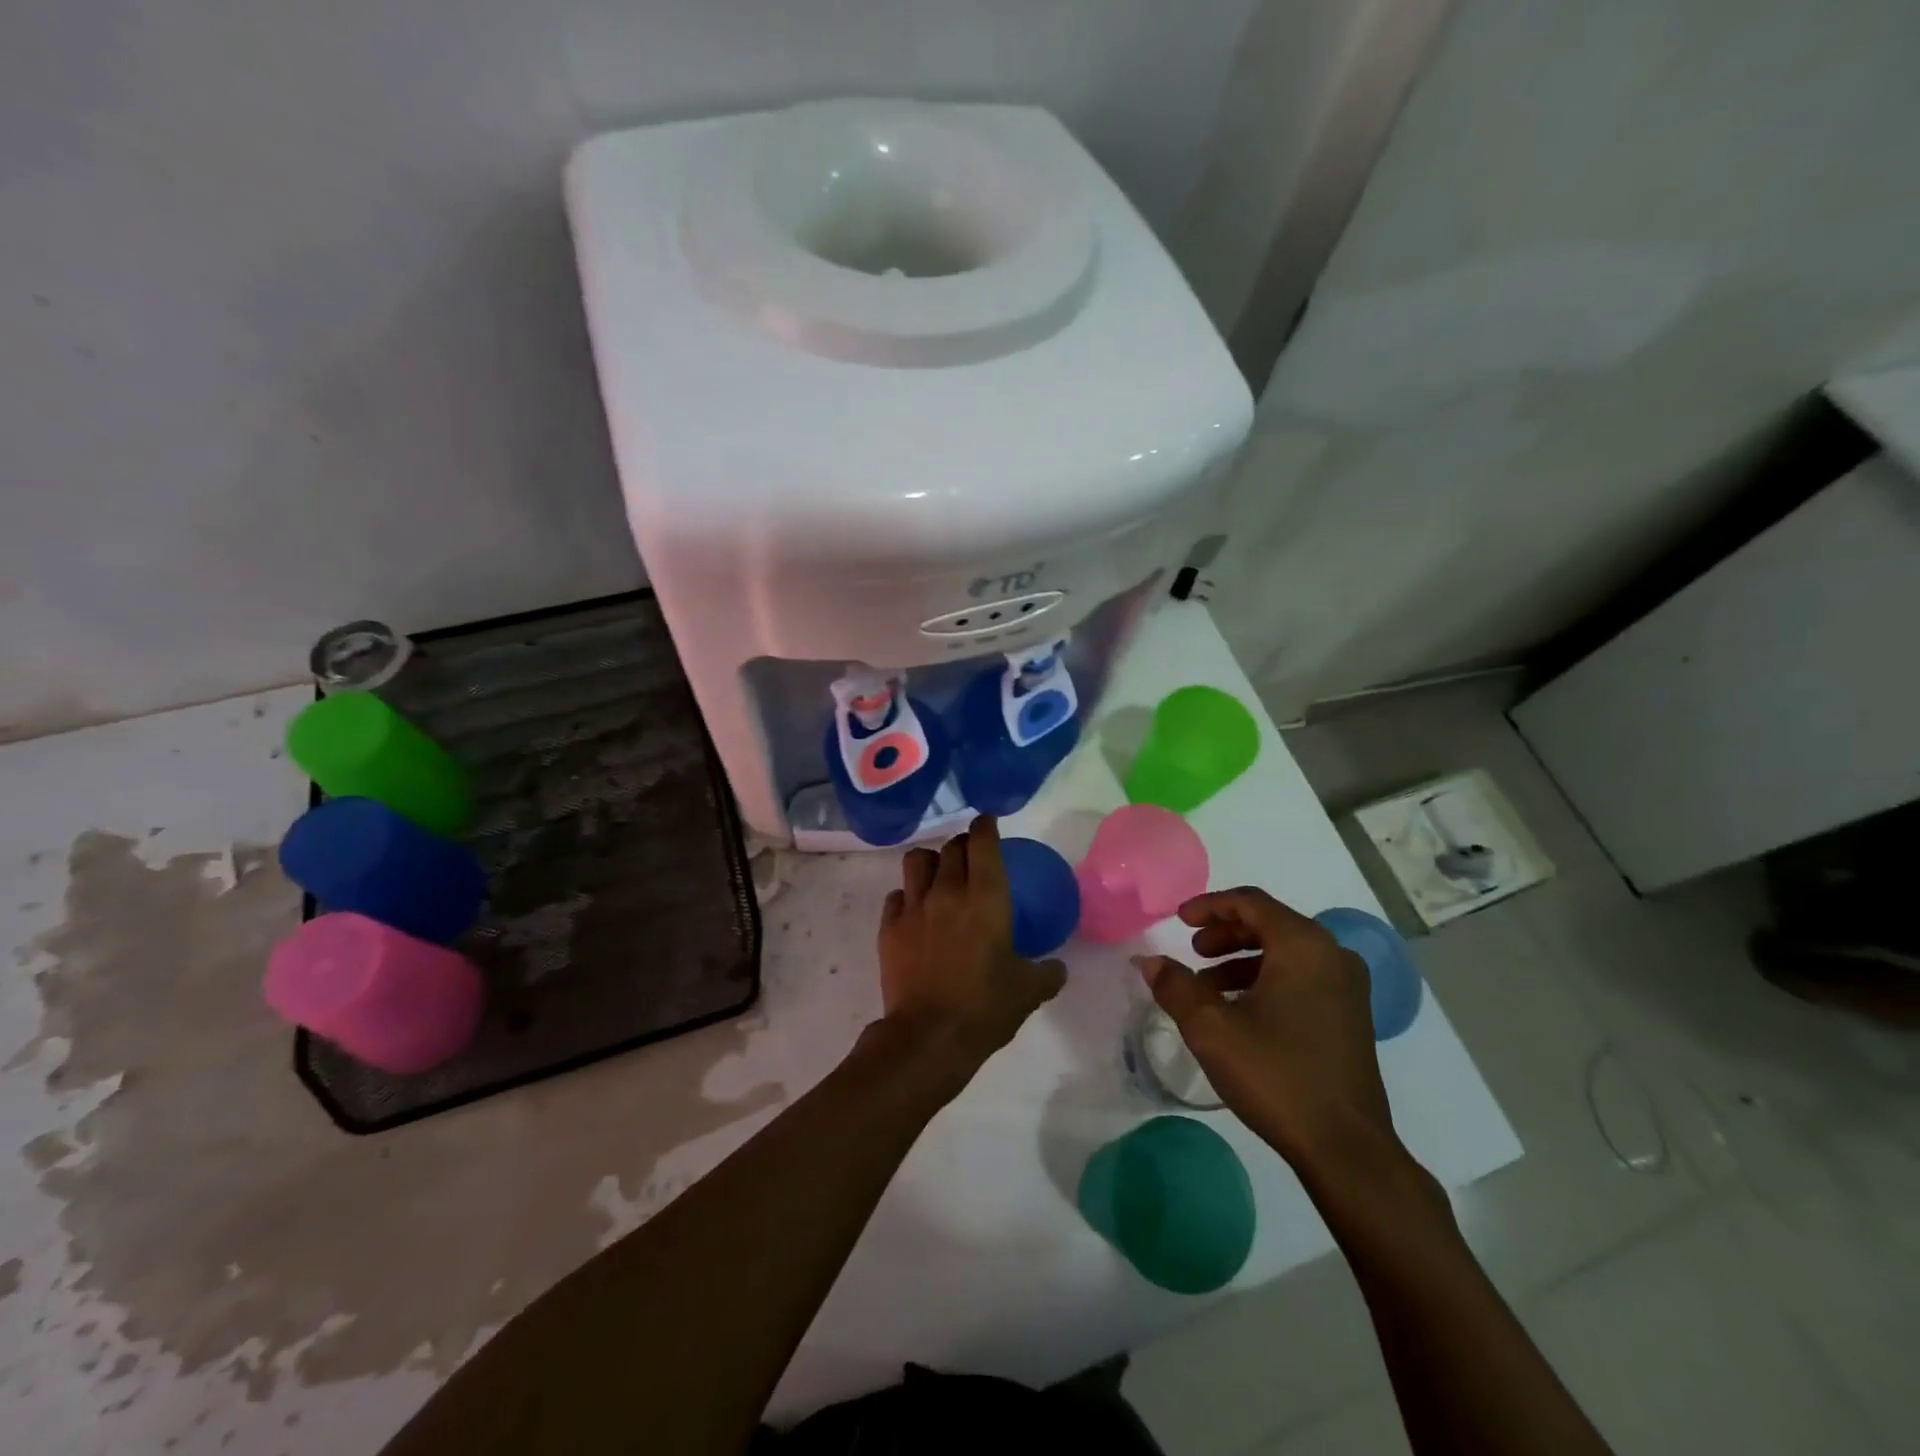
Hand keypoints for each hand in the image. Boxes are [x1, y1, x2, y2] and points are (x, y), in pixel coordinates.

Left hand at [878, 815, 1065, 1078]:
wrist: (928, 1037)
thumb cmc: (984, 1007)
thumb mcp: (1028, 991)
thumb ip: (1047, 973)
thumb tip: (1058, 968)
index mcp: (986, 897)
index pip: (982, 842)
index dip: (985, 826)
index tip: (987, 822)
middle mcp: (947, 891)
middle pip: (950, 847)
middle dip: (962, 846)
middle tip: (970, 857)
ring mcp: (914, 907)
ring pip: (917, 860)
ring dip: (930, 861)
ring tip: (938, 876)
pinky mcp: (889, 927)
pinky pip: (896, 895)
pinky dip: (907, 896)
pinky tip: (915, 911)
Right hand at [1136, 888, 1397, 1177]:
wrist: (1345, 1148)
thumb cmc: (1276, 1075)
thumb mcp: (1211, 1027)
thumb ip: (1175, 985)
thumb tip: (1147, 960)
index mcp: (1303, 946)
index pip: (1250, 903)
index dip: (1209, 905)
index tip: (1178, 920)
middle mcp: (1332, 955)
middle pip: (1270, 924)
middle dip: (1225, 933)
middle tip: (1193, 951)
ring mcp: (1347, 987)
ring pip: (1286, 952)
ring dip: (1242, 959)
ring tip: (1207, 987)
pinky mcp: (1351, 1016)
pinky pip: (1302, 977)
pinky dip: (1266, 979)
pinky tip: (1240, 1011)